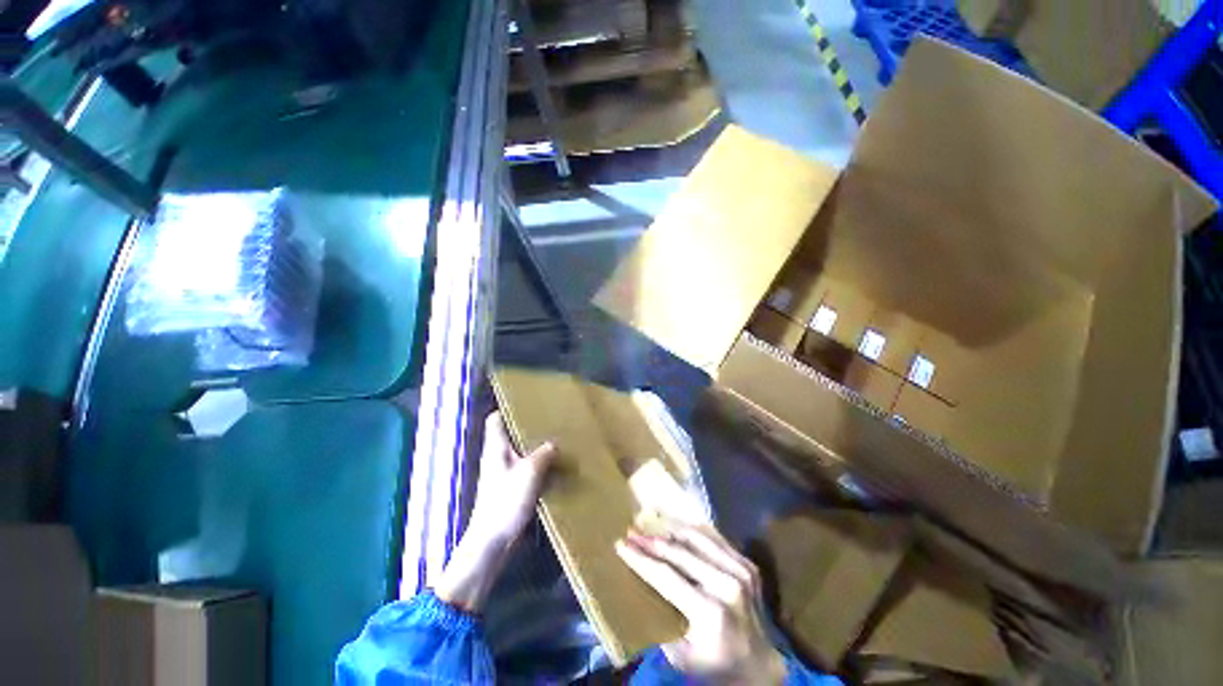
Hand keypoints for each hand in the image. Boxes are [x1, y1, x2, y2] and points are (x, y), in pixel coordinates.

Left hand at [435, 411, 555, 612]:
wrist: (492, 541)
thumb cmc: (506, 501)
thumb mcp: (530, 472)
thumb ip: (543, 454)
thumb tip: (553, 444)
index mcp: (496, 448)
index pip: (495, 420)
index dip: (508, 409)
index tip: (528, 404)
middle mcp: (497, 457)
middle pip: (510, 434)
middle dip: (528, 428)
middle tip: (549, 421)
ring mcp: (502, 474)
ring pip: (519, 452)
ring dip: (534, 448)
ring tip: (555, 440)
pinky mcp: (509, 489)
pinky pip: (524, 469)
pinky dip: (536, 465)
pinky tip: (553, 467)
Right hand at [616, 524, 786, 683]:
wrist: (761, 667)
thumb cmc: (716, 666)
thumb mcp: (682, 658)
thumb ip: (661, 620)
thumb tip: (641, 584)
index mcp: (711, 612)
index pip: (666, 576)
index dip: (641, 559)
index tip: (621, 545)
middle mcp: (728, 585)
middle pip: (680, 552)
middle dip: (651, 541)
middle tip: (631, 532)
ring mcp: (741, 571)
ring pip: (697, 538)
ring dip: (669, 532)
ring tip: (650, 529)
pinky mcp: (748, 564)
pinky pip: (714, 539)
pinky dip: (692, 533)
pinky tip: (675, 531)